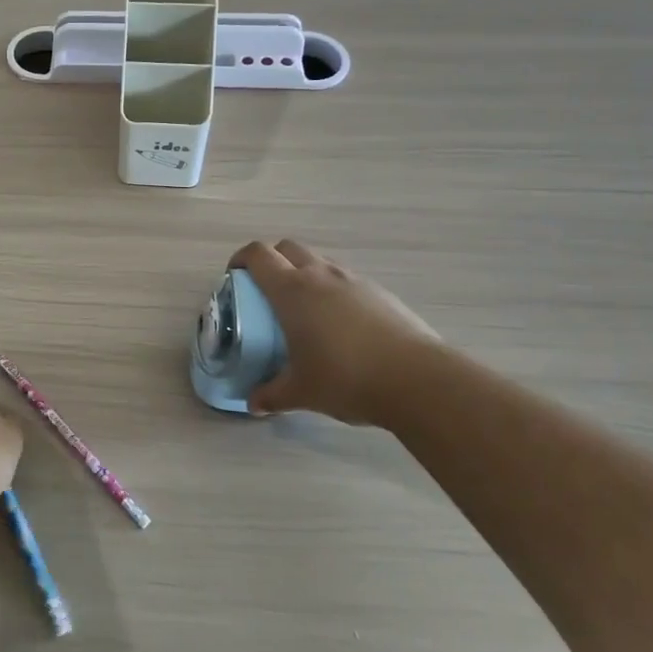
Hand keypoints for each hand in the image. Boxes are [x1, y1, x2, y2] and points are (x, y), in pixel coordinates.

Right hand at [230, 239, 439, 423]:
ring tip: (304, 309)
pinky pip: (346, 280)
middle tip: (266, 290)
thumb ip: (272, 395)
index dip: (241, 259)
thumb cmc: (345, 378)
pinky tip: (340, 326)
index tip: (234, 277)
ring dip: (305, 274)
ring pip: (320, 261)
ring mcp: (354, 281)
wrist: (418, 380)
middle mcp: (320, 275)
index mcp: (292, 290)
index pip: (258, 255)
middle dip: (272, 261)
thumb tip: (254, 404)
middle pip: (288, 248)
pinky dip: (333, 291)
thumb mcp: (301, 392)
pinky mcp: (381, 293)